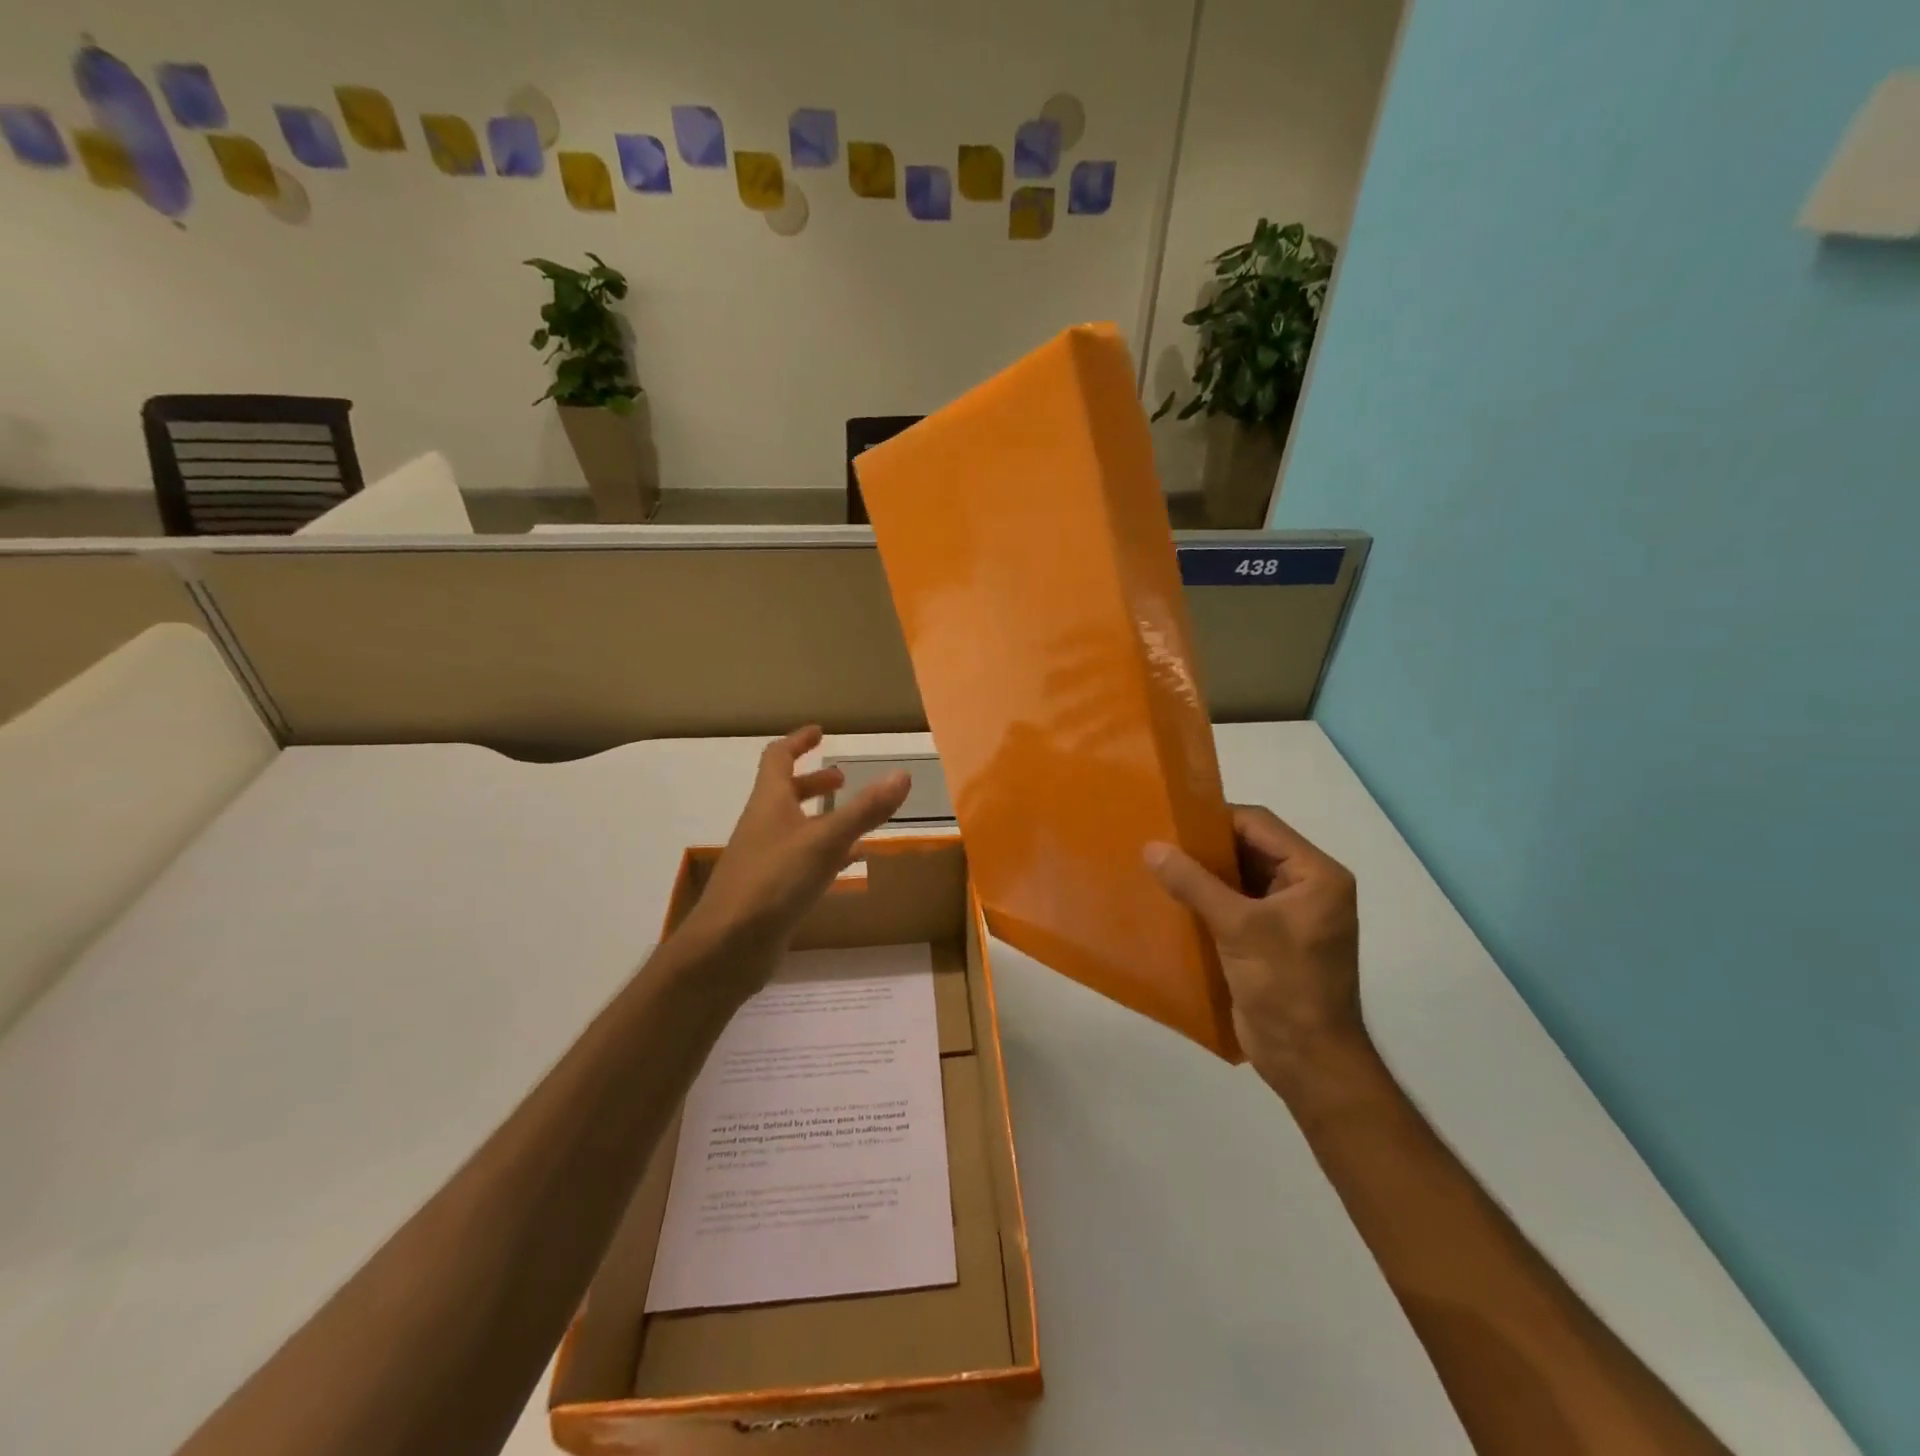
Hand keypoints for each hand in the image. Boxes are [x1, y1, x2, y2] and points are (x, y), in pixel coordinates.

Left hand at [677, 727, 910, 987]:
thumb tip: (902, 775)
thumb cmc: (773, 882)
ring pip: (796, 829)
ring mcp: (765, 860)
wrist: (727, 947)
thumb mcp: (825, 841)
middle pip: (786, 793)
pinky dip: (826, 855)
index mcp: (770, 803)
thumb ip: (865, 810)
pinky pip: (802, 861)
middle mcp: (764, 826)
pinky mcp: (771, 891)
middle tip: (843, 779)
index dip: (798, 742)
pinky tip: (848, 866)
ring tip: (857, 823)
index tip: (820, 733)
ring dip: (822, 819)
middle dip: (814, 783)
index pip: (778, 758)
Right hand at [1145, 805, 1368, 1101]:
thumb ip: (1195, 884)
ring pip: (1238, 877)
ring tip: (1158, 866)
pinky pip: (1234, 904)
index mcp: (1316, 874)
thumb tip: (1152, 847)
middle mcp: (1306, 887)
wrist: (1308, 1061)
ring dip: (1203, 873)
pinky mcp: (1268, 939)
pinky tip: (1172, 899)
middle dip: (1205, 846)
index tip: (1171, 819)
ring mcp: (1288, 914)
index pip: (1260, 825)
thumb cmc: (1285, 986)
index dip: (1215, 819)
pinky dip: (1206, 900)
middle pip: (1249, 848)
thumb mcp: (1239, 928)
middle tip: (1158, 842)